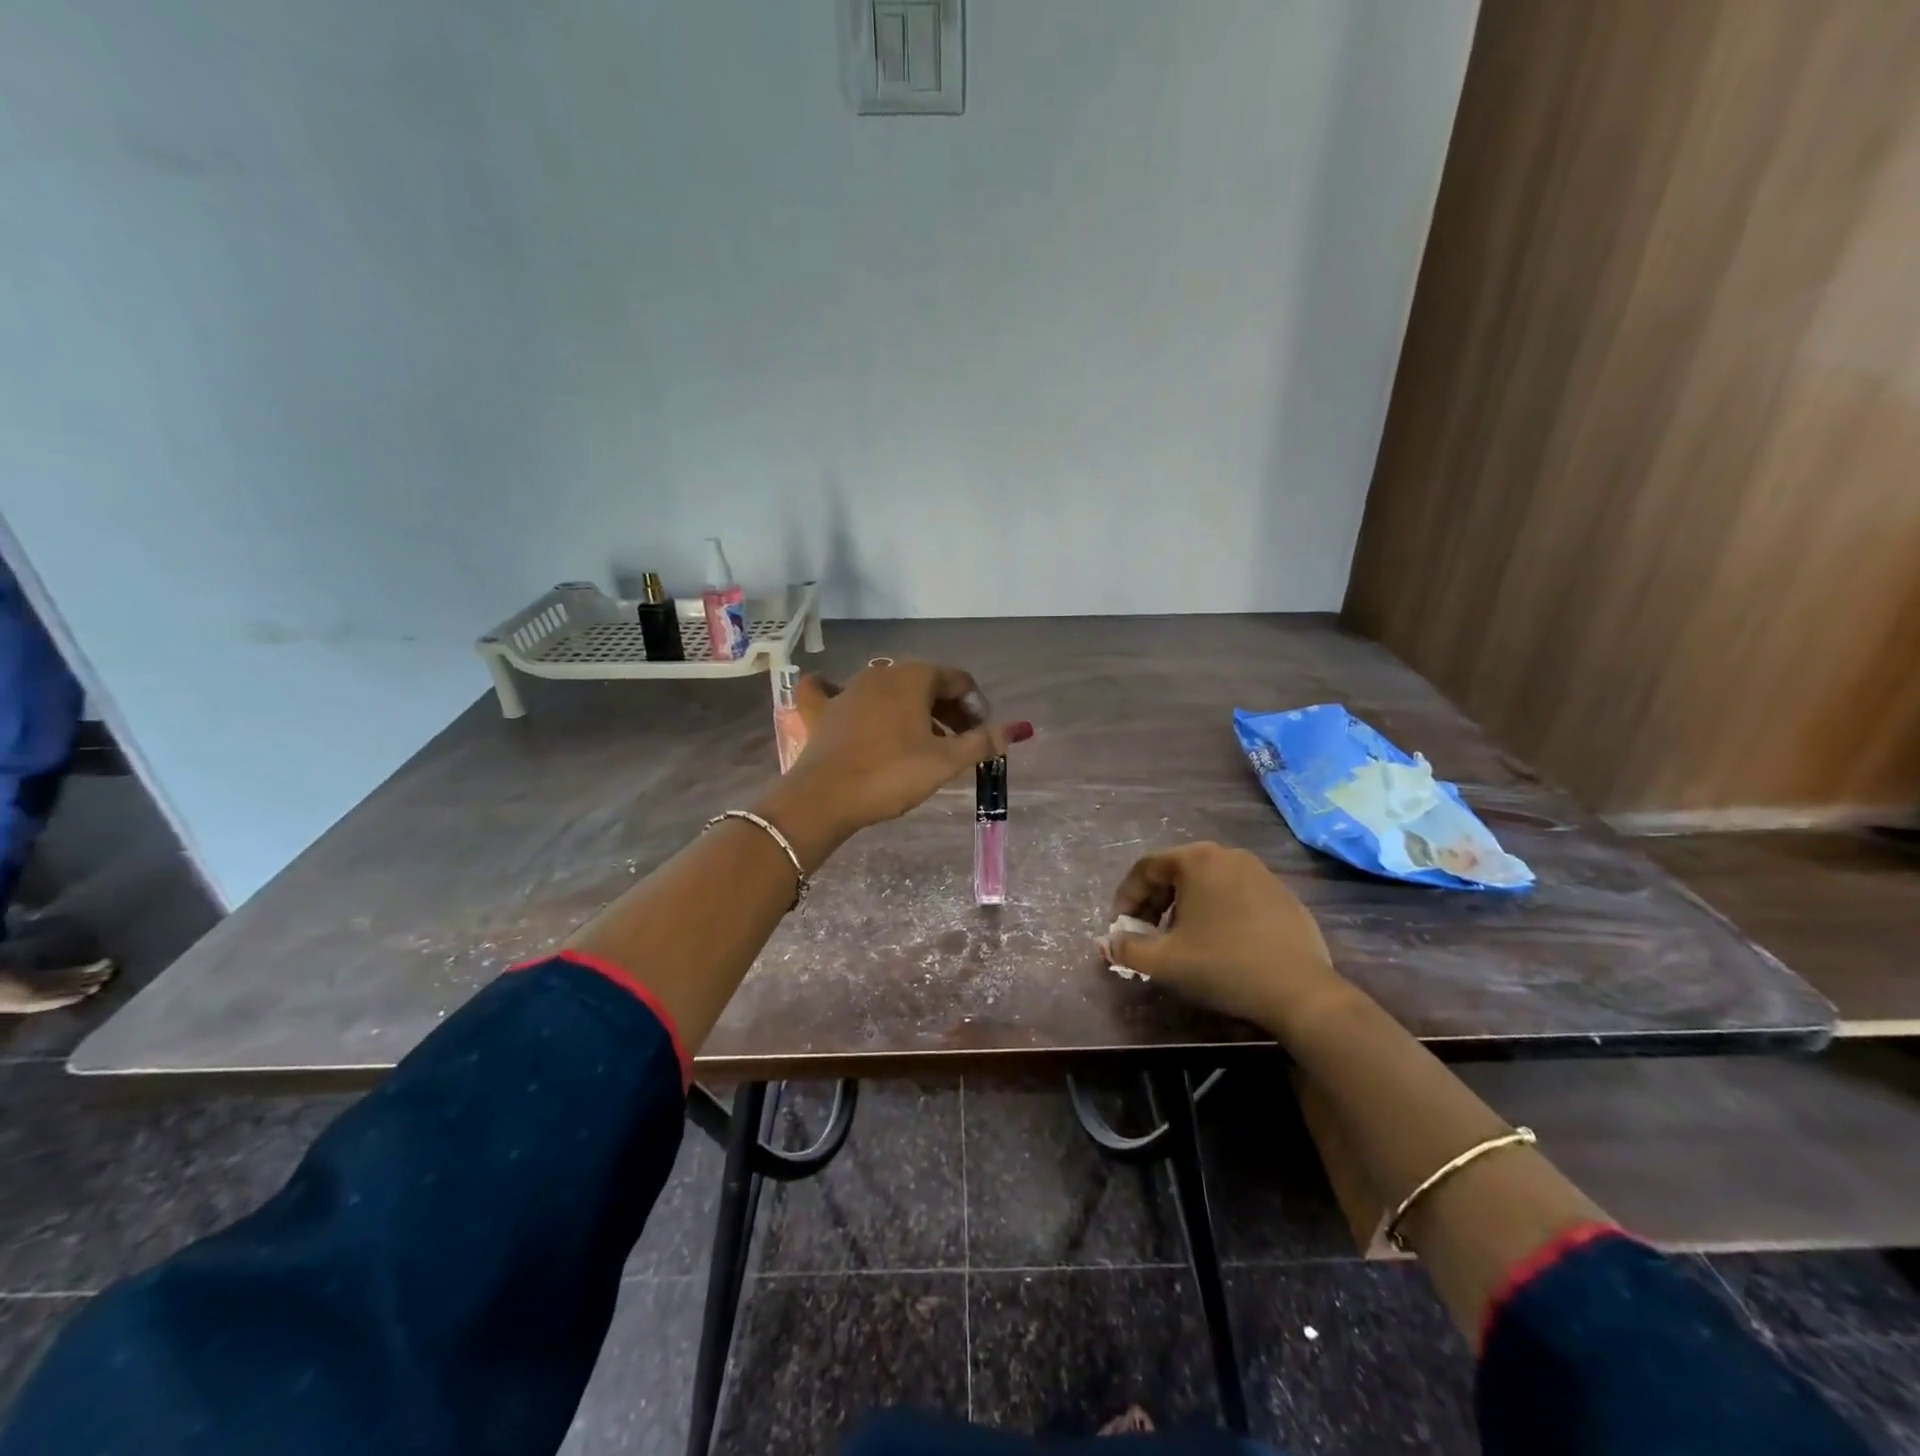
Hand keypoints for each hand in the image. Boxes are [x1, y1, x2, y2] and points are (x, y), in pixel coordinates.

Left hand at [759, 660, 1030, 864]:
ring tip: (923, 743)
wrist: (824, 798)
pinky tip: (846, 702)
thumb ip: (982, 742)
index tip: (982, 737)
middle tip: (960, 744)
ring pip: (890, 691)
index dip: (977, 706)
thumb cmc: (891, 774)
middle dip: (948, 710)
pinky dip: (847, 697)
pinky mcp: (822, 710)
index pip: (959, 680)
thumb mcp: (944, 761)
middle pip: (926, 683)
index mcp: (914, 676)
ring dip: (913, 711)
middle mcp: (881, 672)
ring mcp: (848, 689)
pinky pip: (834, 692)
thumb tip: (1018, 728)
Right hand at [1103, 843, 1348, 1035]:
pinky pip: (1237, 896)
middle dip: (1154, 904)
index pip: (1146, 868)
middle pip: (1177, 872)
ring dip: (1185, 909)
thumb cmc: (1223, 966)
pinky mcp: (1284, 896)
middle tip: (1148, 936)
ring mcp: (1261, 873)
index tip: (1121, 929)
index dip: (1126, 898)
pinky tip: (1221, 946)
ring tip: (1183, 942)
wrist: (1301, 992)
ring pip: (1207, 884)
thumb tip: (1109, 943)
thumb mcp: (1164, 961)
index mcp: (1197, 859)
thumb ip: (1127, 948)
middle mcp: (1228, 855)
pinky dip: (1218, 913)